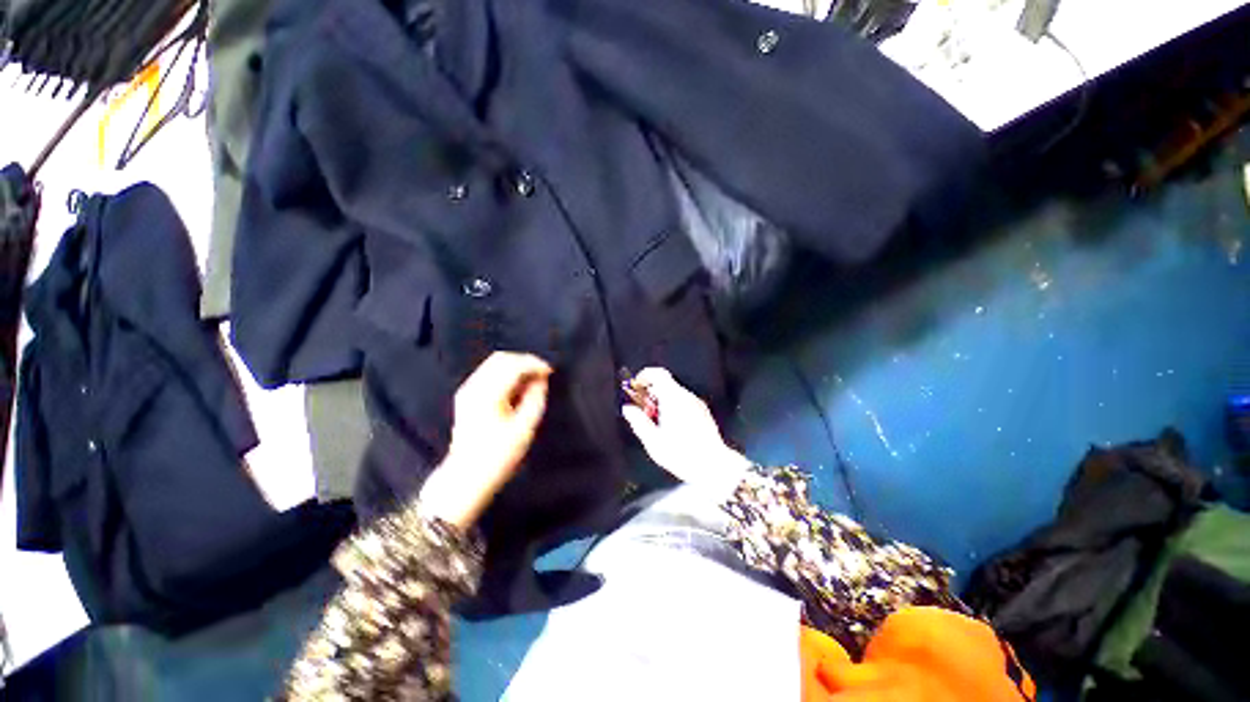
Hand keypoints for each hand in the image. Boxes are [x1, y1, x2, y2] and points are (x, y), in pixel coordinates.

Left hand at [419, 352, 552, 528]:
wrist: (465, 476)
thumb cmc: (498, 456)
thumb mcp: (524, 428)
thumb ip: (535, 399)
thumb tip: (541, 380)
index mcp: (488, 394)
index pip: (513, 365)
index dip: (534, 364)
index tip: (550, 371)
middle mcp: (474, 387)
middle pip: (501, 358)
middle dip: (525, 361)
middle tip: (542, 374)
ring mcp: (467, 390)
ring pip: (493, 363)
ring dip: (515, 366)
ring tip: (533, 380)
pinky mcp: (466, 396)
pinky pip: (488, 373)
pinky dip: (505, 373)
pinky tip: (517, 386)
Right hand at [621, 368, 751, 498]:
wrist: (713, 465)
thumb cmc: (683, 454)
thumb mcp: (653, 441)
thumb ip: (638, 422)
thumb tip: (628, 409)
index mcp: (673, 399)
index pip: (658, 374)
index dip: (644, 376)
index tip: (637, 386)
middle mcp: (686, 397)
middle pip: (665, 384)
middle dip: (651, 394)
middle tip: (642, 410)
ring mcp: (697, 404)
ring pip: (675, 394)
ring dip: (662, 402)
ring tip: (656, 422)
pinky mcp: (703, 412)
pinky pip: (684, 402)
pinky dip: (673, 407)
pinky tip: (670, 427)